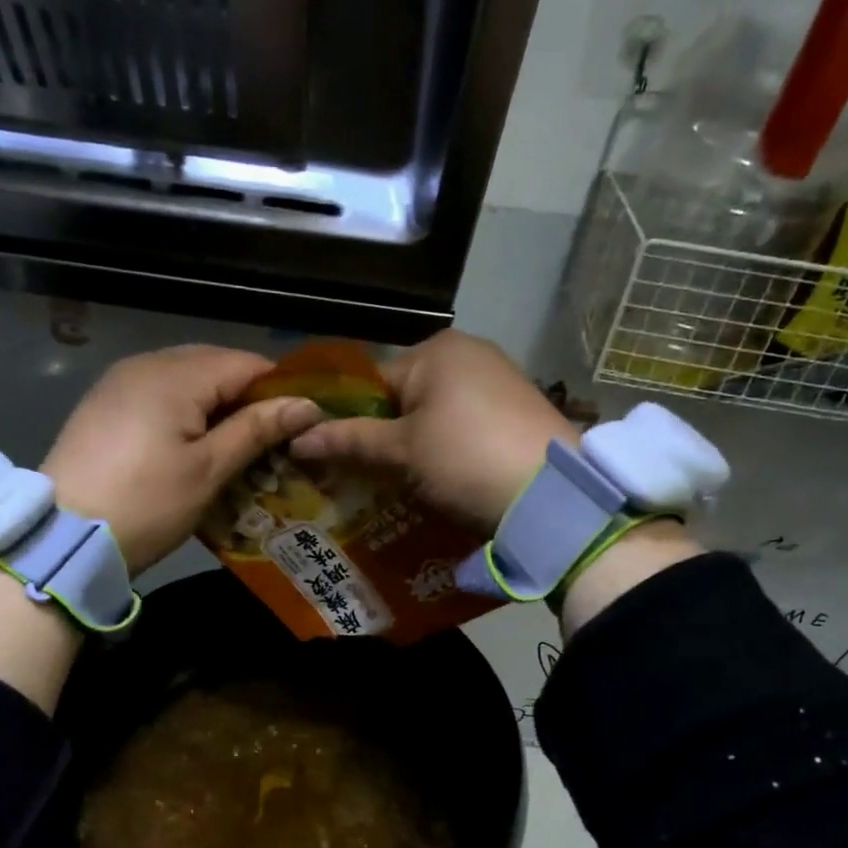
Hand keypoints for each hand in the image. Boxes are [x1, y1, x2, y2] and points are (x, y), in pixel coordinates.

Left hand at [40, 345, 322, 572]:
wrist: (63, 537)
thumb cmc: (146, 505)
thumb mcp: (209, 470)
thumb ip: (257, 429)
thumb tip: (307, 405)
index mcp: (175, 375)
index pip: (246, 363)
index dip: (280, 390)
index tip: (301, 426)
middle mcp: (146, 364)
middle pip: (215, 365)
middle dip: (247, 398)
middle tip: (271, 441)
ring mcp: (119, 382)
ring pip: (186, 379)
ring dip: (216, 406)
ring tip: (236, 447)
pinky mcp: (104, 405)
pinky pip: (158, 393)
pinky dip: (185, 412)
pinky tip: (193, 446)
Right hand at [286, 330, 575, 532]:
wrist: (552, 497)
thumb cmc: (465, 460)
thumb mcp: (402, 452)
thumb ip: (349, 440)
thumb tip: (295, 439)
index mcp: (437, 351)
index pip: (372, 382)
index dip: (350, 421)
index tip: (336, 459)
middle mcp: (470, 353)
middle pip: (405, 398)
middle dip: (385, 436)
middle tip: (367, 478)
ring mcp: (500, 381)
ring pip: (436, 414)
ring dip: (418, 446)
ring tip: (405, 485)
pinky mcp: (519, 411)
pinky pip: (466, 426)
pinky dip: (450, 450)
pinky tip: (447, 480)